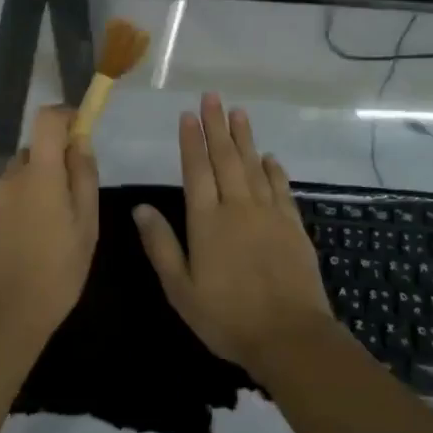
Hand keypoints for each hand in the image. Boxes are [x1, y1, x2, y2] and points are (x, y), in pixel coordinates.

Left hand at [0, 105, 99, 337]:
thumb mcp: (87, 227)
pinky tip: (18, 249)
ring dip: (29, 194)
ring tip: (41, 237)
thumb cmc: (57, 273)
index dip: (64, 118)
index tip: (78, 135)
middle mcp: (8, 178)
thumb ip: (83, 177)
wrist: (3, 320)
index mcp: (39, 174)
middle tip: (66, 209)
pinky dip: (11, 215)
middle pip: (32, 154)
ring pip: (14, 182)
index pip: (46, 119)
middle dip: (50, 170)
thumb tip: (80, 141)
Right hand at [133, 93, 332, 375]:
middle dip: (217, 126)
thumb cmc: (227, 317)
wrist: (290, 336)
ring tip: (239, 112)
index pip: (196, 170)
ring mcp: (269, 214)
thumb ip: (161, 245)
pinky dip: (274, 170)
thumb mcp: (181, 289)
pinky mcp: (293, 225)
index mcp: (207, 221)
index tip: (188, 115)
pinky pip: (281, 188)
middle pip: (226, 158)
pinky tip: (270, 157)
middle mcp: (237, 207)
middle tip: (213, 97)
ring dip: (245, 138)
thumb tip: (140, 208)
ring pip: (254, 166)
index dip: (191, 141)